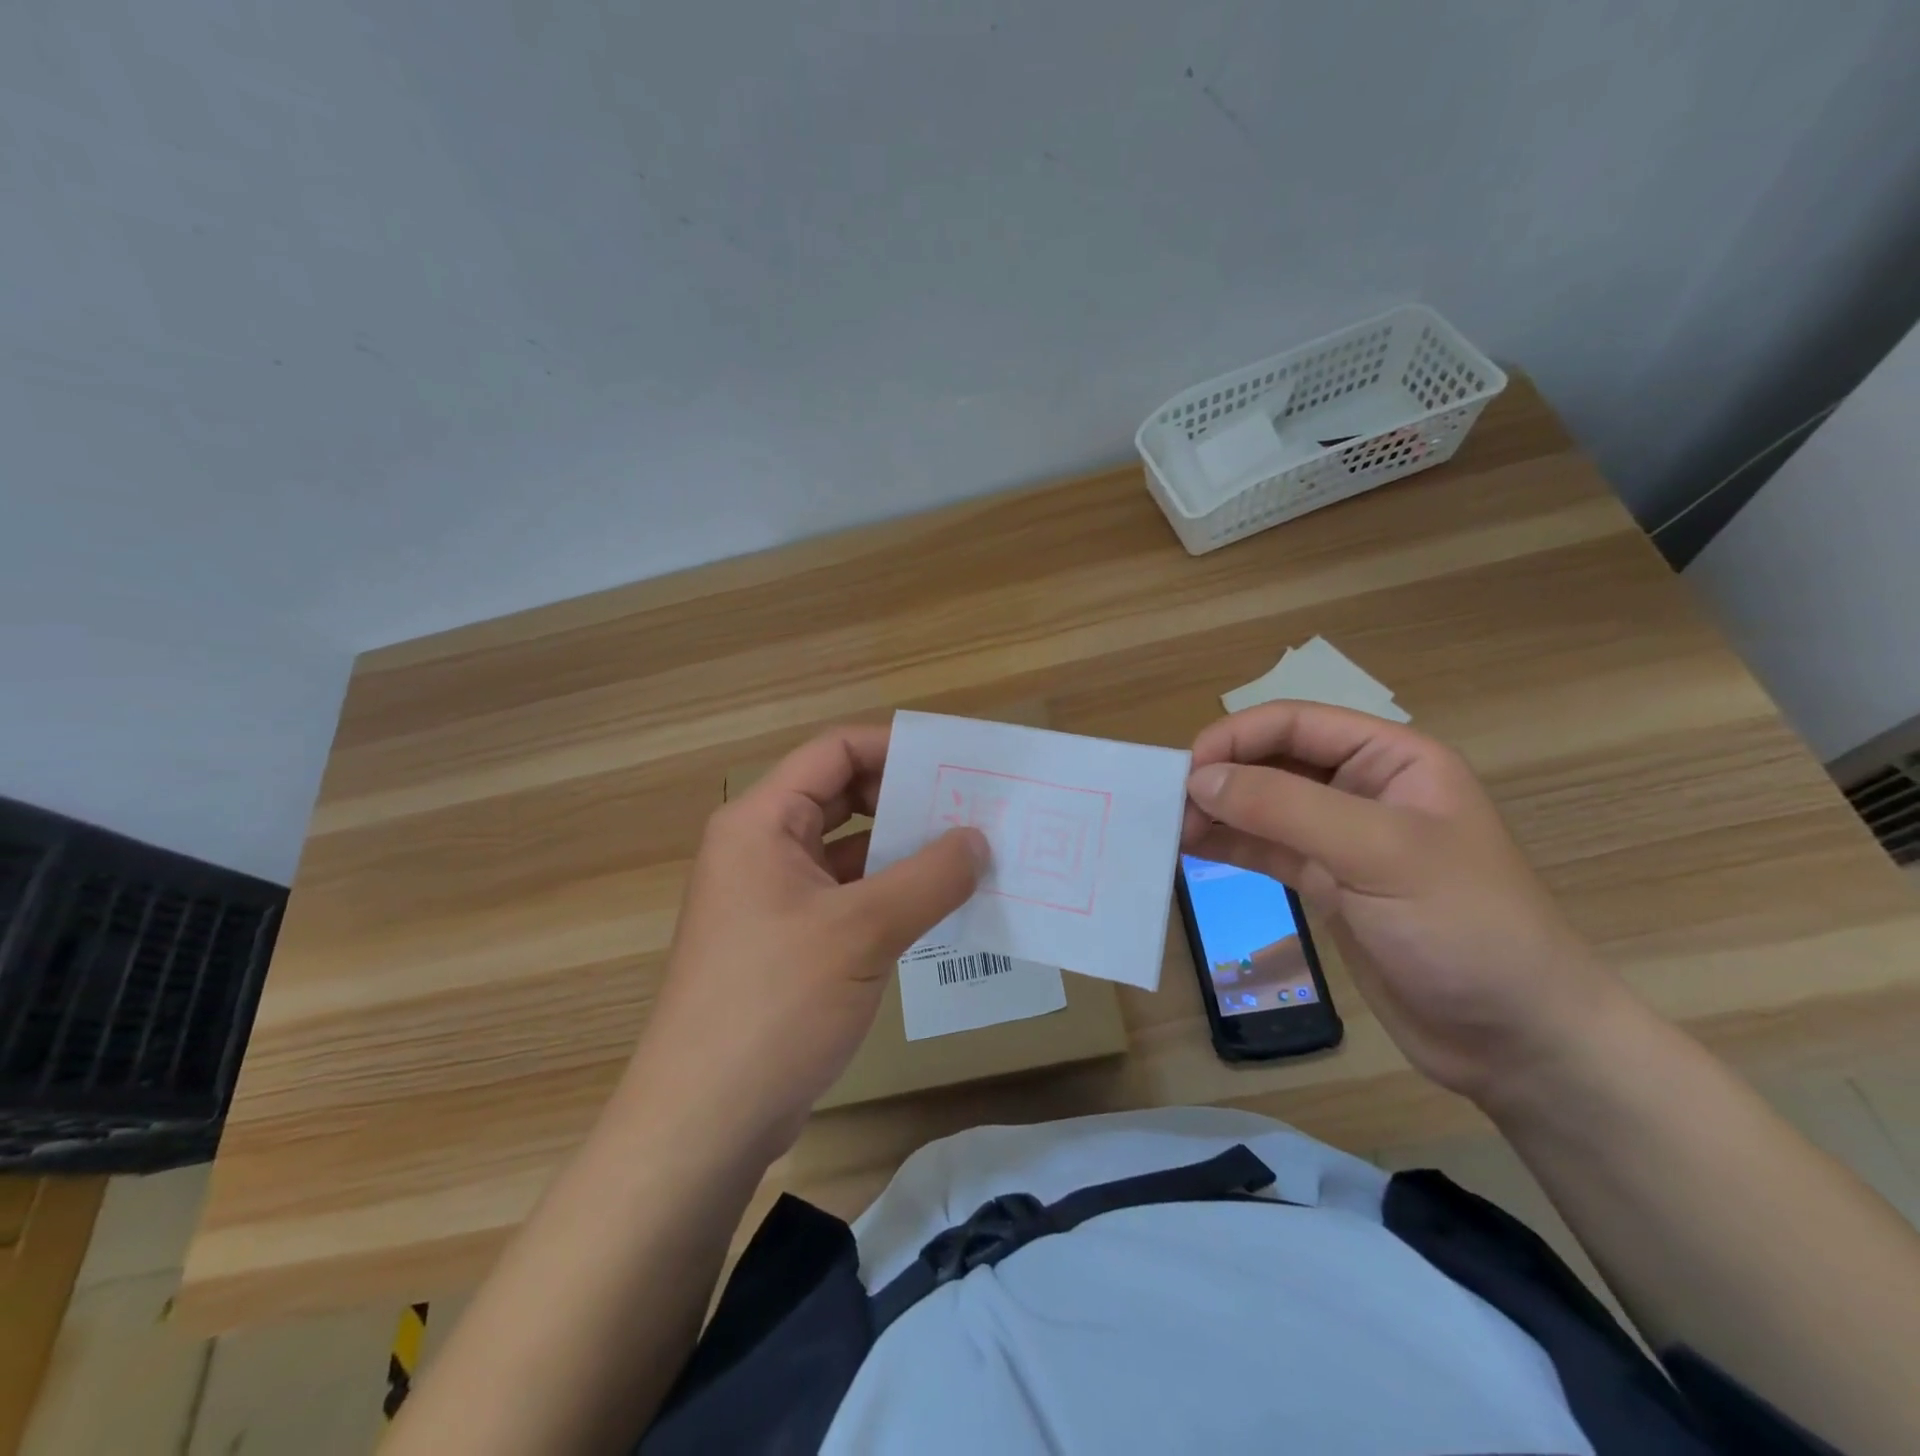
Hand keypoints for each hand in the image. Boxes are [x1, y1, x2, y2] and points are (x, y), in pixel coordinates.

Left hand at [629, 725, 986, 1156]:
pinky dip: (888, 895)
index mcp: (761, 822)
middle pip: (841, 797)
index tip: (954, 764)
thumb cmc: (775, 1004)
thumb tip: (978, 840)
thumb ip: (929, 878)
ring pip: (847, 852)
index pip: (834, 752)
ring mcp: (772, 898)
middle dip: (906, 801)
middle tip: (972, 811)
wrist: (703, 1122)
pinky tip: (938, 908)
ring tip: (970, 856)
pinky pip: (845, 897)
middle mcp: (761, 848)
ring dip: (902, 852)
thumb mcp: (863, 931)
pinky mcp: (786, 943)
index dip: (894, 747)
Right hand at [1182, 702, 1631, 1105]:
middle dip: (1220, 776)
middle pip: (1272, 760)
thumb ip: (1285, 808)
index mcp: (1392, 760)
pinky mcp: (1325, 884)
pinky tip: (1189, 850)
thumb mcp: (1378, 854)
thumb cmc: (1465, 928)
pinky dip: (1227, 844)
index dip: (1235, 738)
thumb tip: (1199, 779)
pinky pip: (1265, 849)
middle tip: (1169, 808)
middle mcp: (1363, 789)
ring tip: (1169, 831)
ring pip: (1262, 806)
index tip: (1186, 773)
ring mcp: (1342, 839)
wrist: (1515, 1039)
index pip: (1296, 723)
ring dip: (1216, 811)